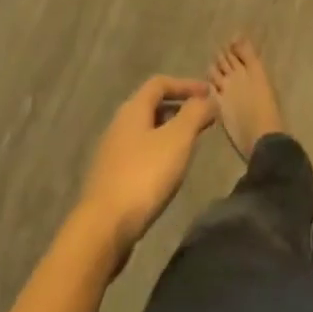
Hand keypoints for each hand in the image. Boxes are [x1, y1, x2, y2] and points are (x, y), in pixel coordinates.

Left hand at [76, 76, 216, 260]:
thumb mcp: (178, 139)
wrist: (103, 228)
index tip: (209, 94)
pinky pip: (140, 153)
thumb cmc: (144, 175)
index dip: (186, 84)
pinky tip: (169, 171)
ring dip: (170, 132)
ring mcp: (112, 153)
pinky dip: (159, 152)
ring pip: (146, 131)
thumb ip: (195, 113)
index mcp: (133, 109)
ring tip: (191, 145)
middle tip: (203, 119)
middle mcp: (119, 125)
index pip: (160, 83)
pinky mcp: (111, 178)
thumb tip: (208, 98)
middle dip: (179, 108)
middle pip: (152, 106)